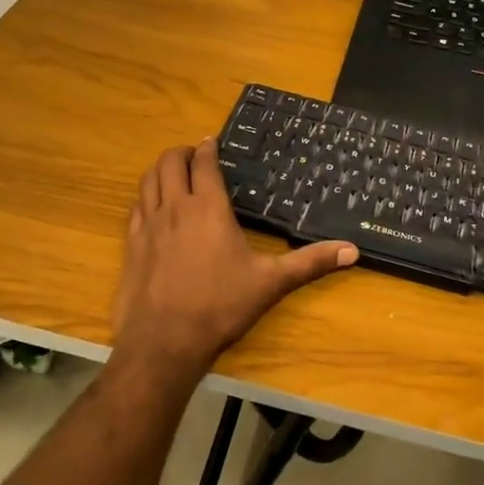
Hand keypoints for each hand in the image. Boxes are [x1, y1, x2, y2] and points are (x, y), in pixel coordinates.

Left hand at [110, 139, 357, 376]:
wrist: (163, 342)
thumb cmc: (221, 307)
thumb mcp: (271, 283)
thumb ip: (310, 263)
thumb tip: (352, 251)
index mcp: (208, 208)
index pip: (204, 163)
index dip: (208, 148)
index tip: (212, 142)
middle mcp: (175, 208)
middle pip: (169, 162)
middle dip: (182, 152)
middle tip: (195, 156)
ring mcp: (147, 226)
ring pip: (147, 180)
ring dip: (160, 170)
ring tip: (173, 173)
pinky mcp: (130, 246)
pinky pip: (135, 208)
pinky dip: (145, 197)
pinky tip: (153, 209)